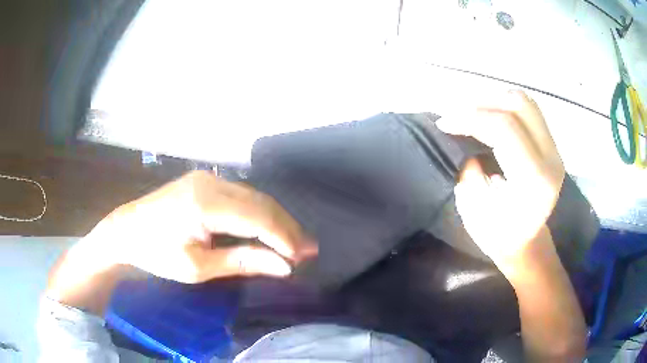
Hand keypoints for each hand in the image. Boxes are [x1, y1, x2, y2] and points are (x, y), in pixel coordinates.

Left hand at [80, 171, 316, 282]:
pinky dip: (260, 214)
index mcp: (204, 202)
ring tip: (296, 242)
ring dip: (277, 220)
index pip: (257, 217)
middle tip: (309, 250)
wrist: (126, 230)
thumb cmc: (156, 253)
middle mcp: (211, 181)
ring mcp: (208, 178)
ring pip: (255, 196)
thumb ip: (241, 262)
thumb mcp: (197, 267)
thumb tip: (284, 267)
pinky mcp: (205, 182)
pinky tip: (270, 228)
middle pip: (261, 202)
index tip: (303, 258)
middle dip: (287, 227)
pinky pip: (242, 195)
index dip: (284, 237)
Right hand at [437, 91, 564, 269]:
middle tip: (458, 116)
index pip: (504, 128)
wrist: (527, 243)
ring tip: (472, 114)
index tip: (444, 123)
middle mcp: (551, 159)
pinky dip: (505, 106)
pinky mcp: (551, 145)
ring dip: (494, 100)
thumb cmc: (498, 234)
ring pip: (525, 102)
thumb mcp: (474, 209)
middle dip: (482, 104)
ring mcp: (555, 149)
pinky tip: (490, 117)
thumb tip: (462, 134)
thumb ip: (469, 168)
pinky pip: (528, 110)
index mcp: (534, 180)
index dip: (470, 117)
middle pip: (518, 105)